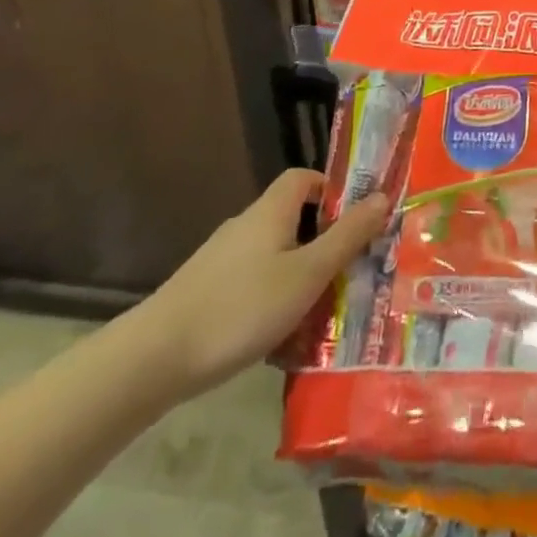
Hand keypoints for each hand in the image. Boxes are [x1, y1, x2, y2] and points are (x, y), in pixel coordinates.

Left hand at [133, 169, 389, 401]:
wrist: (153, 358)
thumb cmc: (242, 307)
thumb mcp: (307, 273)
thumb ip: (347, 236)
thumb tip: (383, 196)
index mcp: (271, 211)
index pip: (303, 178)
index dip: (330, 189)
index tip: (354, 218)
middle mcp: (245, 226)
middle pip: (290, 218)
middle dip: (320, 241)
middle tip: (347, 271)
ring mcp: (220, 260)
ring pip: (272, 255)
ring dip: (297, 275)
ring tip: (319, 311)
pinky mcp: (203, 293)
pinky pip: (250, 283)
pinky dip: (270, 299)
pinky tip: (277, 337)